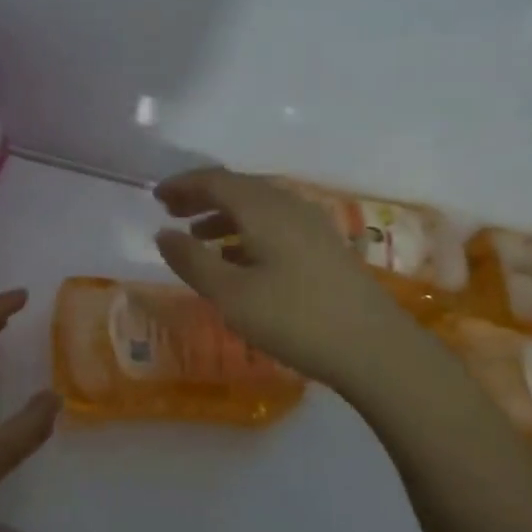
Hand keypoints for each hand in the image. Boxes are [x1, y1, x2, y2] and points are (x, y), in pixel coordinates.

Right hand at [153, 168, 425, 397]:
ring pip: (259, 207)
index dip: (183, 185)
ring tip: (198, 236)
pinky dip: (247, 232)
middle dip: (202, 197)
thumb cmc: (295, 318)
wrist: (376, 350)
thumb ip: (192, 261)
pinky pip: (276, 225)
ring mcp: (313, 227)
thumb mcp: (230, 294)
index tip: (156, 196)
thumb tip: (163, 234)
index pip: (216, 181)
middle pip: (239, 188)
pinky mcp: (326, 249)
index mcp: (264, 209)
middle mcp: (289, 207)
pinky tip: (238, 259)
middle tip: (172, 212)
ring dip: (225, 216)